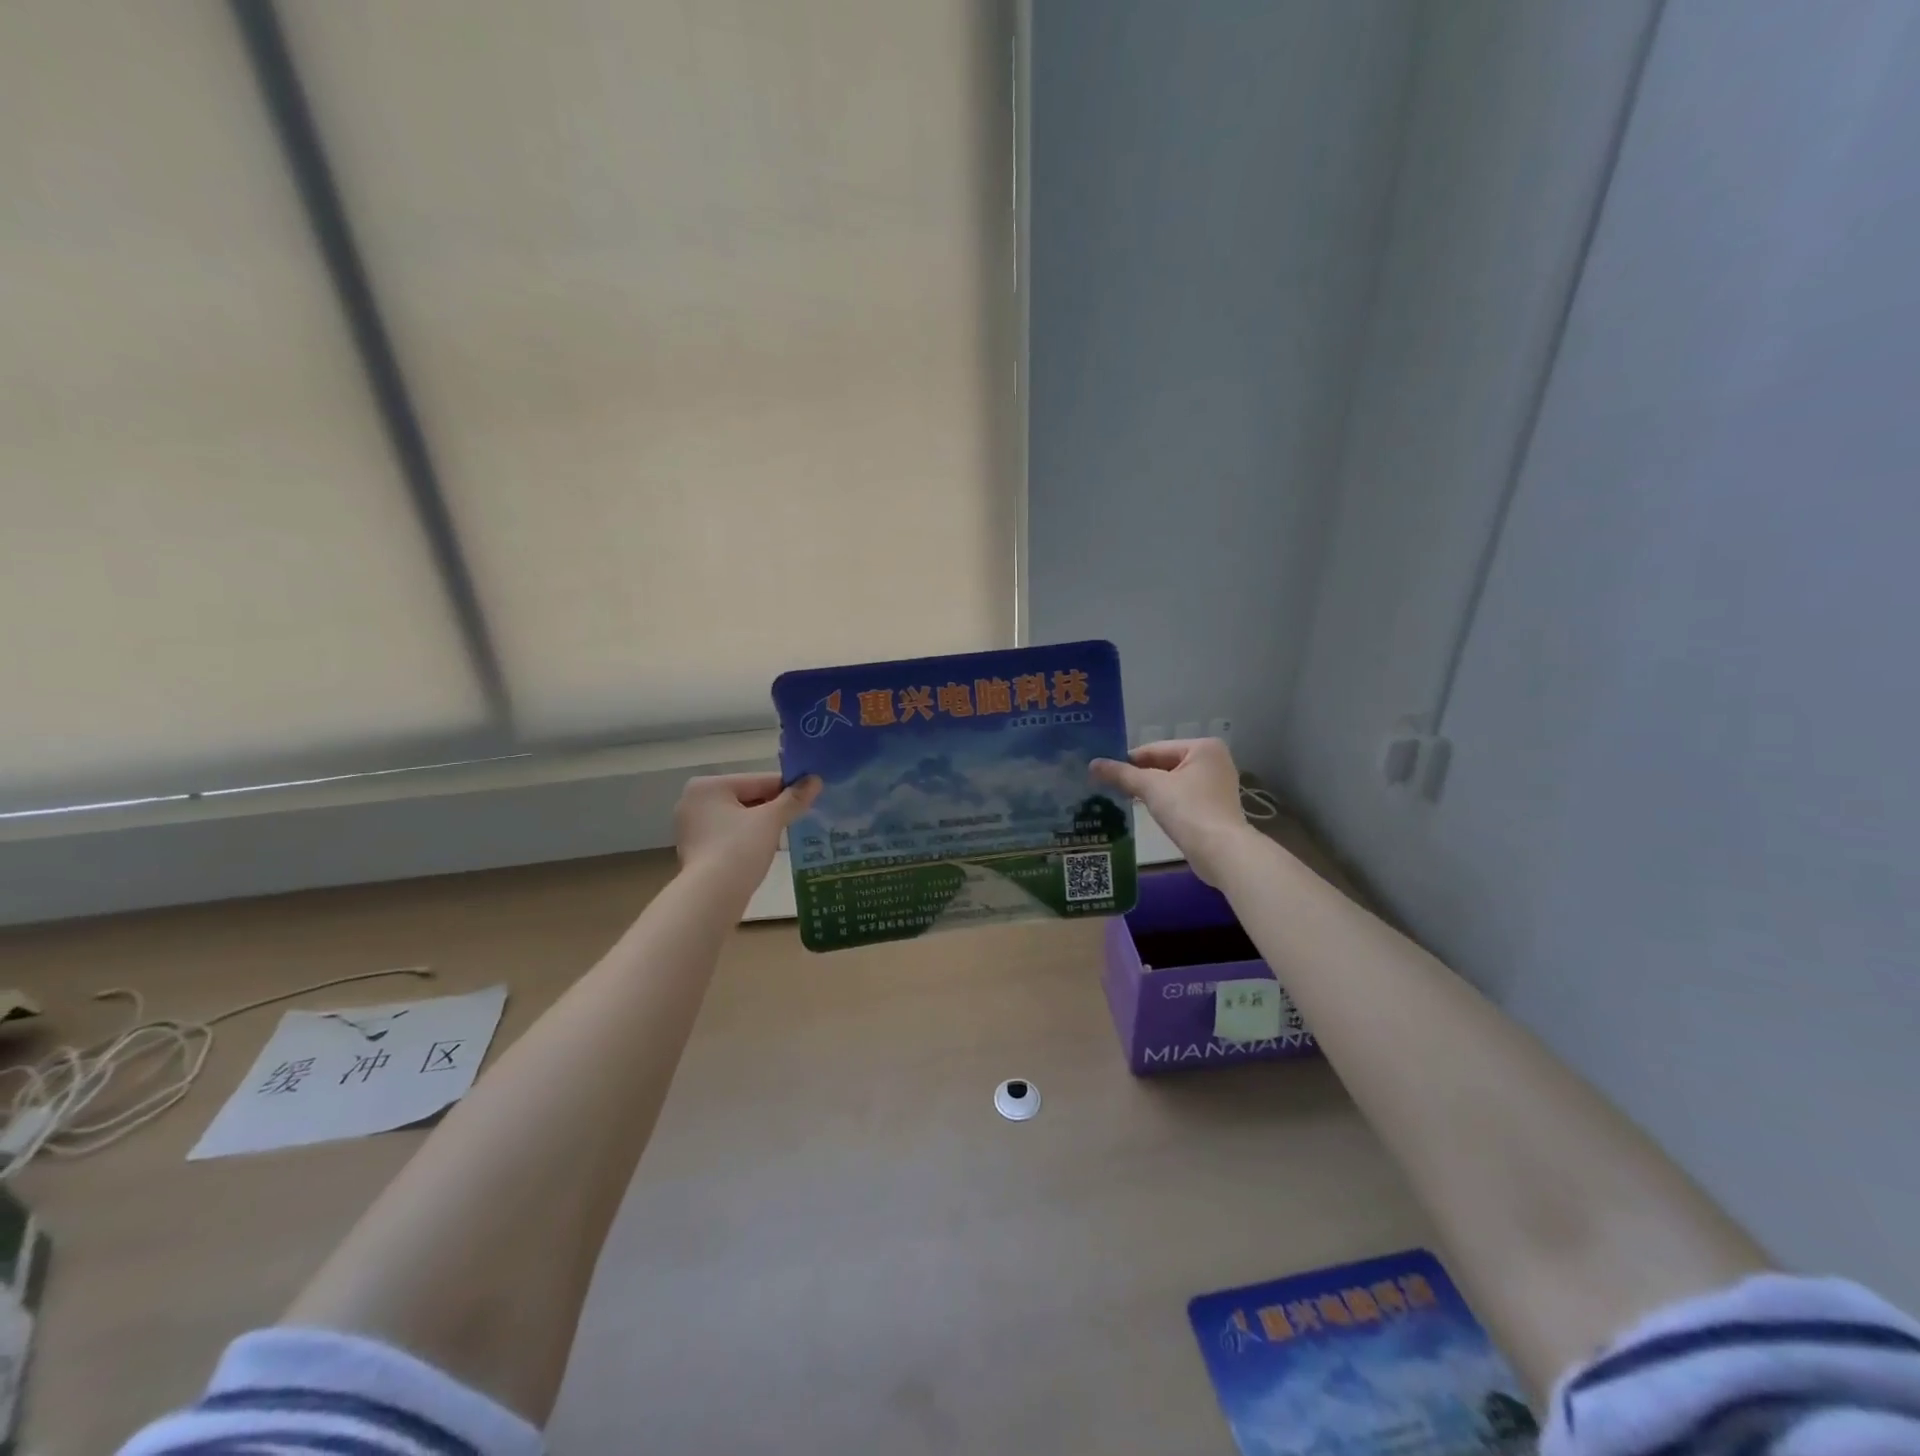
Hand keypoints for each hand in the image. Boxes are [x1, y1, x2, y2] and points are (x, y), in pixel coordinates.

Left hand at [673, 772, 820, 883]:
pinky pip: (729, 836)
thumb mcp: (771, 821)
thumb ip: (793, 799)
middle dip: (773, 807)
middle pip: (746, 798)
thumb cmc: (739, 850)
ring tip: (787, 832)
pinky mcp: (695, 851)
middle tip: (801, 815)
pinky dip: (747, 839)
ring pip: (738, 818)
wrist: (711, 899)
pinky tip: (765, 848)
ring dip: (762, 824)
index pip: (757, 780)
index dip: (787, 787)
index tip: (811, 794)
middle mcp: (693, 802)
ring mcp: (691, 828)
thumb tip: (816, 780)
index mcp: (707, 786)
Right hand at [1090, 739, 1251, 883]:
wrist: (1221, 852)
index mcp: (1203, 747)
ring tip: (1122, 798)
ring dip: (1150, 790)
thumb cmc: (1188, 810)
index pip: (1155, 749)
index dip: (1128, 760)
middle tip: (1109, 786)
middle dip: (1139, 776)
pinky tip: (1146, 810)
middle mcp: (1214, 760)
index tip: (1104, 772)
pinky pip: (1182, 796)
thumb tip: (1092, 764)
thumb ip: (1121, 774)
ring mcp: (1217, 784)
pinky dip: (1165, 801)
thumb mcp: (1151, 787)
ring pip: (1172, 781)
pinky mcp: (1214, 806)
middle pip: (1164, 764)